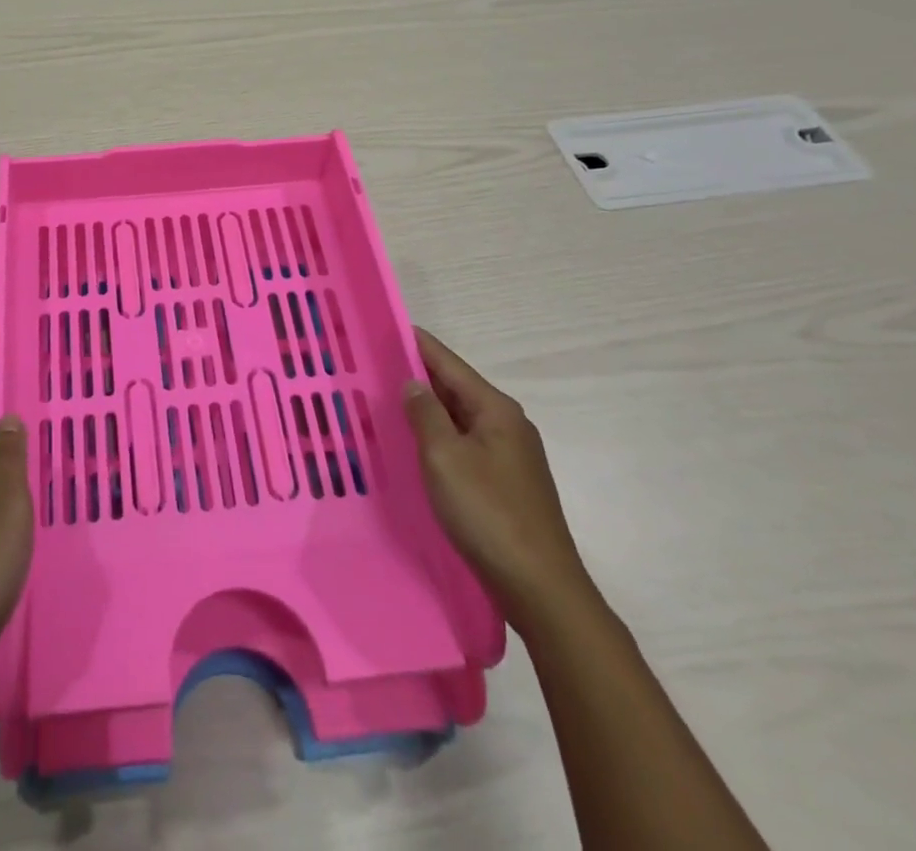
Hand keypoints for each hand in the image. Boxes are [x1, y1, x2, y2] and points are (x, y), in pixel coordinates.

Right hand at [403, 327, 595, 635]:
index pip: (449, 363)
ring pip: (459, 418)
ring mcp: (510, 455)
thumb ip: (425, 414)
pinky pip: (465, 443)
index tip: (386, 327)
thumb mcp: (444, 457)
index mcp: (496, 409)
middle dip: (418, 375)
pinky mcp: (506, 482)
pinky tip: (416, 444)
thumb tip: (413, 383)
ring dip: (427, 408)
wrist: (540, 588)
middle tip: (375, 365)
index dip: (417, 344)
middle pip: (456, 388)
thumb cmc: (488, 513)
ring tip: (387, 400)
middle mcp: (507, 424)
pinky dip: (439, 435)